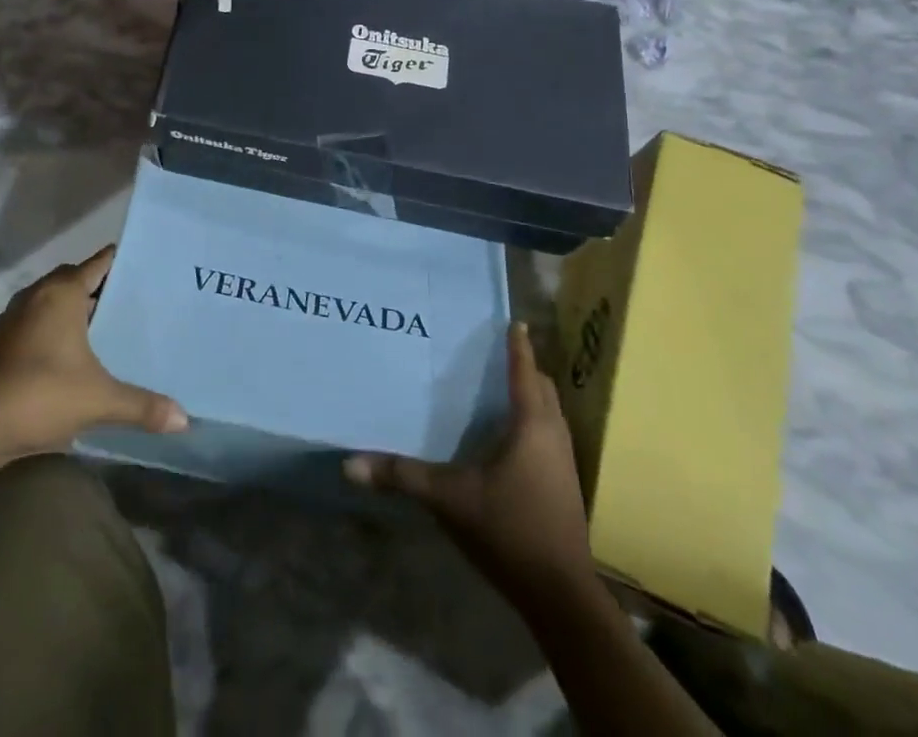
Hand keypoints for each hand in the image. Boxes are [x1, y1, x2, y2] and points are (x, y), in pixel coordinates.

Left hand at [0, 245, 187, 468]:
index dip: (122, 262)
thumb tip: (184, 419)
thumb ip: (142, 405)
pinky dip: (51, 332)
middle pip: (75, 280)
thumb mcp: (99, 400)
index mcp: (61, 293)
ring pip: (51, 303)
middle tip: (133, 302)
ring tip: (104, 330)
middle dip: (101, 289)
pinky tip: (67, 359)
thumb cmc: (39, 396)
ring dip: (73, 312)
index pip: (99, 262)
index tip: (147, 267)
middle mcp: (35, 296)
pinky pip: (33, 324)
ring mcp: (10, 319)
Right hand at [345, 321, 593, 606]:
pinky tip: (513, 437)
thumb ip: (402, 476)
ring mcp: (565, 463)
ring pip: (552, 413)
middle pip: (545, 389)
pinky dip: (536, 422)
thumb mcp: (448, 498)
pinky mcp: (566, 486)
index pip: (525, 372)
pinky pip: (552, 436)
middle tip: (498, 355)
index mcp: (531, 425)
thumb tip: (350, 464)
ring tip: (504, 389)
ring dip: (534, 397)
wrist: (560, 595)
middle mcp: (554, 435)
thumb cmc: (508, 529)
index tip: (515, 321)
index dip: (519, 346)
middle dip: (527, 369)